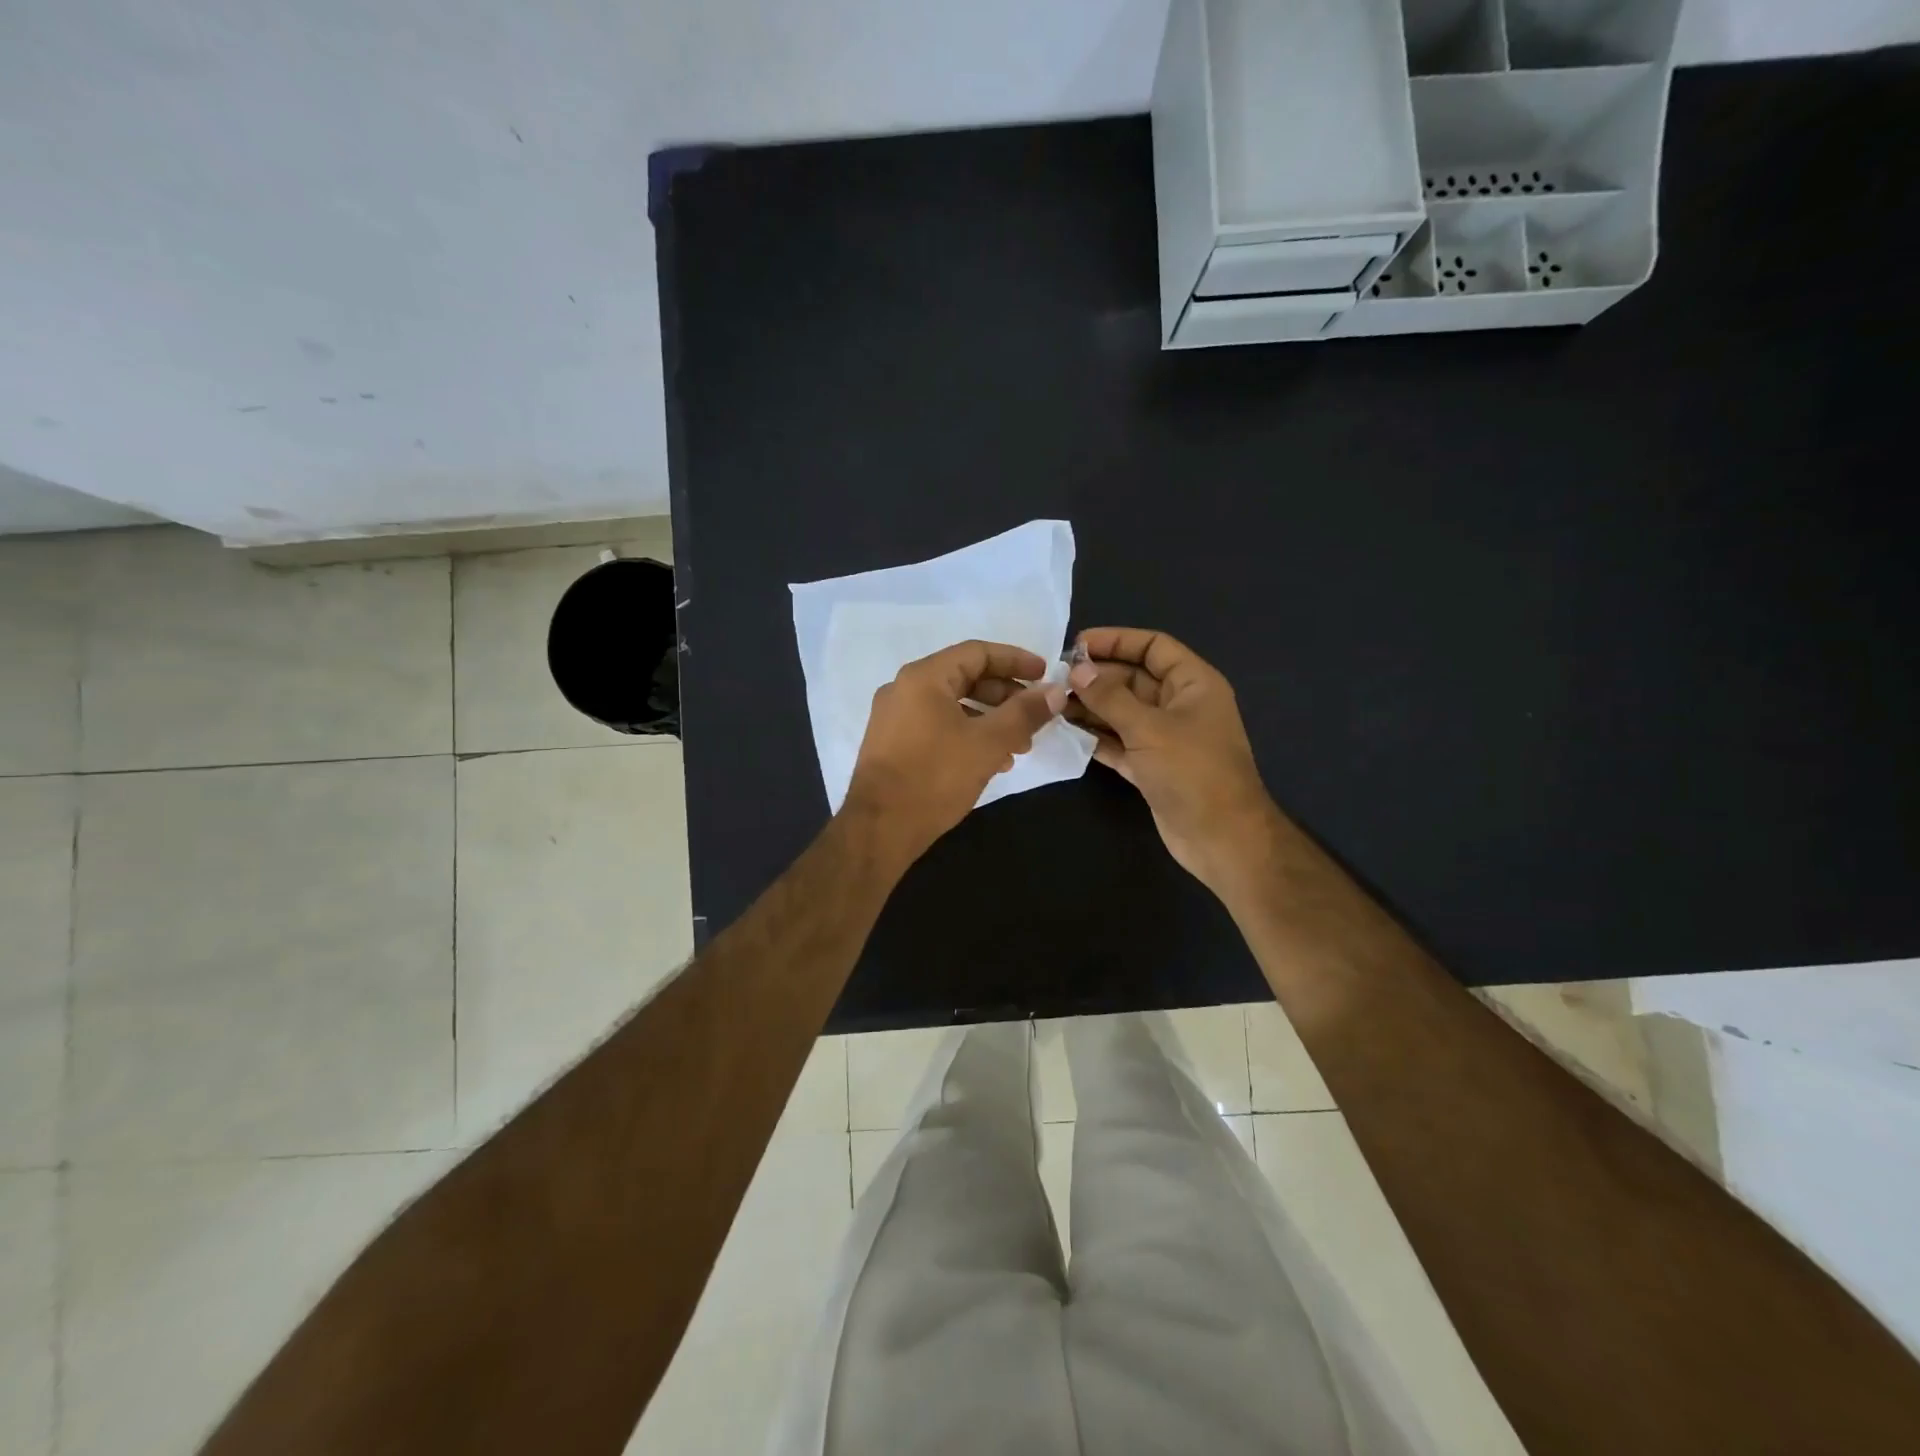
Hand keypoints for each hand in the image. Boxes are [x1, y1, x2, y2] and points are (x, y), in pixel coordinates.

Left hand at [842, 639, 1066, 866]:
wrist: (879, 828)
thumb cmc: (935, 777)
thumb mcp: (988, 743)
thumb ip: (1024, 713)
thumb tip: (1056, 691)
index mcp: (923, 678)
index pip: (977, 652)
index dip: (1016, 660)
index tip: (1045, 676)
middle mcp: (904, 689)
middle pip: (965, 678)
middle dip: (1005, 697)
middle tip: (1035, 717)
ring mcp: (894, 718)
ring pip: (953, 706)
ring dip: (989, 720)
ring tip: (1019, 747)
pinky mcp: (892, 745)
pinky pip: (937, 727)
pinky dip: (967, 735)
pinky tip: (991, 763)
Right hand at [1067, 627, 1280, 895]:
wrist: (1221, 838)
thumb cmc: (1192, 772)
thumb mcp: (1149, 728)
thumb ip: (1110, 697)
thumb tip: (1076, 670)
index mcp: (1193, 684)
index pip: (1153, 647)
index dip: (1117, 641)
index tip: (1077, 645)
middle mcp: (1179, 705)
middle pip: (1133, 679)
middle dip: (1096, 677)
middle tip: (1054, 680)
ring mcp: (1165, 738)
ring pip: (1122, 712)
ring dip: (1091, 707)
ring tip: (1052, 705)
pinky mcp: (1151, 767)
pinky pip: (1119, 742)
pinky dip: (1096, 737)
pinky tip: (1065, 732)